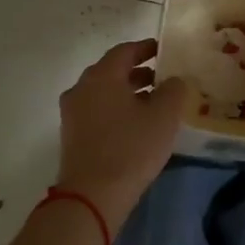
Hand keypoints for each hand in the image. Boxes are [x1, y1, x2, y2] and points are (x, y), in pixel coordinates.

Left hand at [57, 40, 192, 226]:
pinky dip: (116, 109)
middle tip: (162, 77)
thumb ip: (173, 90)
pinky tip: (135, 125)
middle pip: (112, 71)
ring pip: (103, 92)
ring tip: (153, 103)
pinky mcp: (72, 136)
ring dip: (127, 92)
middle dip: (137, 71)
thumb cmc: (131, 148)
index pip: (125, 51)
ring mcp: (72, 113)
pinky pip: (97, 111)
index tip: (164, 50)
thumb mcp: (164, 116)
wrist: (92, 196)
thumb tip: (172, 80)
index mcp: (102, 76)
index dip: (146, 48)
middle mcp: (82, 88)